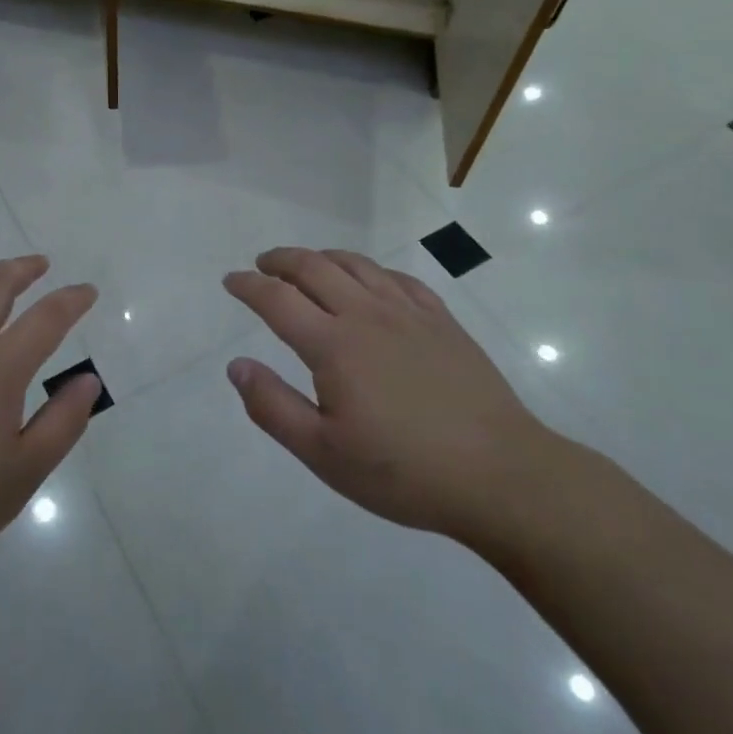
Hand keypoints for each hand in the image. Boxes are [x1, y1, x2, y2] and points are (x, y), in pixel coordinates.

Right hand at [223, 248, 558, 548]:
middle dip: (281, 260)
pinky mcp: (442, 321)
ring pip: (356, 265)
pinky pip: (399, 279)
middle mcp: (366, 314)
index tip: (231, 281)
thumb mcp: (324, 453)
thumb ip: (273, 406)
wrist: (501, 476)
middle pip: (314, 267)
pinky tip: (370, 282)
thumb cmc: (404, 471)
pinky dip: (371, 271)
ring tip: (308, 265)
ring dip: (323, 257)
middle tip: (263, 265)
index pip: (277, 299)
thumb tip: (236, 365)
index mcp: (333, 344)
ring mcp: (408, 313)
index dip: (248, 285)